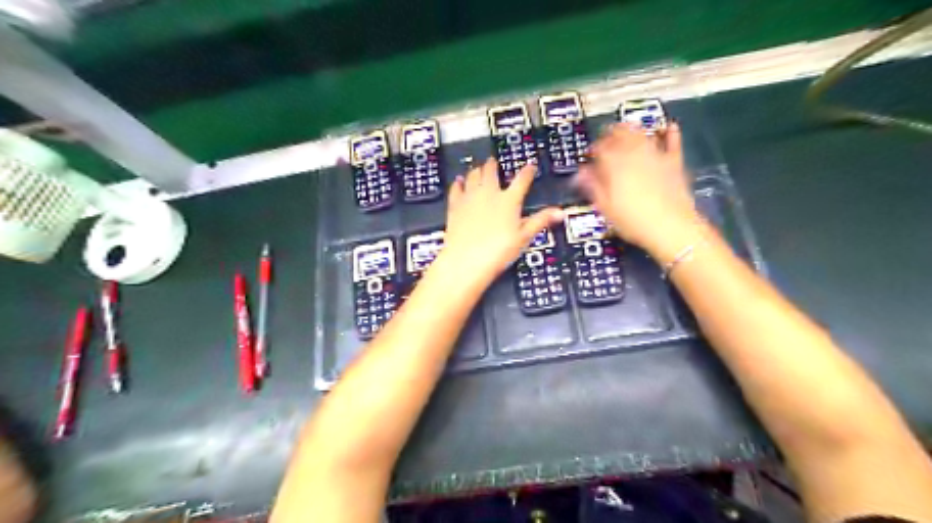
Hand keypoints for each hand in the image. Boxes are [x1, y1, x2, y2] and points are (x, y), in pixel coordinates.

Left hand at [435, 158, 558, 288]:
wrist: (466, 260)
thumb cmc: (497, 251)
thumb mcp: (524, 237)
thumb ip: (540, 221)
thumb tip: (559, 212)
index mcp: (509, 200)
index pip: (522, 180)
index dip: (527, 171)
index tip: (530, 166)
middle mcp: (489, 194)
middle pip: (491, 172)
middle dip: (494, 165)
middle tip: (493, 161)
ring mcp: (470, 198)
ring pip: (473, 176)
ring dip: (476, 170)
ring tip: (477, 167)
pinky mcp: (455, 206)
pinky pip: (456, 189)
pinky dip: (458, 183)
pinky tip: (458, 181)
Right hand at [577, 124, 697, 258]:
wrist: (672, 228)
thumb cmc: (634, 221)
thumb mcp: (606, 207)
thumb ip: (593, 186)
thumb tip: (581, 174)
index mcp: (614, 165)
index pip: (599, 148)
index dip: (592, 150)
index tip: (589, 157)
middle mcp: (634, 155)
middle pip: (620, 134)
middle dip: (611, 135)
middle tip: (606, 141)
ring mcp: (656, 156)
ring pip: (642, 133)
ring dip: (632, 130)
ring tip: (626, 131)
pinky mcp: (674, 162)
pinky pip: (672, 142)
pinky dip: (670, 133)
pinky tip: (669, 127)